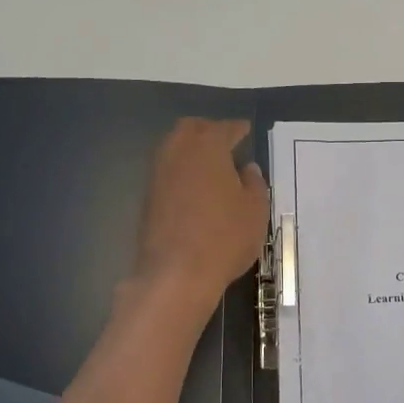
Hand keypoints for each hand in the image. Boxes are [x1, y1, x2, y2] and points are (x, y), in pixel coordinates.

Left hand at [130, 119, 269, 311]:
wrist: (177, 274)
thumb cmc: (225, 236)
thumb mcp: (255, 210)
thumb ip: (254, 183)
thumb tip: (247, 169)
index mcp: (208, 147)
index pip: (225, 128)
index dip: (237, 129)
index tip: (246, 131)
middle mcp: (178, 152)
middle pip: (191, 129)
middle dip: (209, 131)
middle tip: (226, 143)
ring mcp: (158, 174)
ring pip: (174, 148)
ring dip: (192, 150)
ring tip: (212, 165)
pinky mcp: (148, 197)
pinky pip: (168, 171)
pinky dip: (182, 171)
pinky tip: (196, 187)